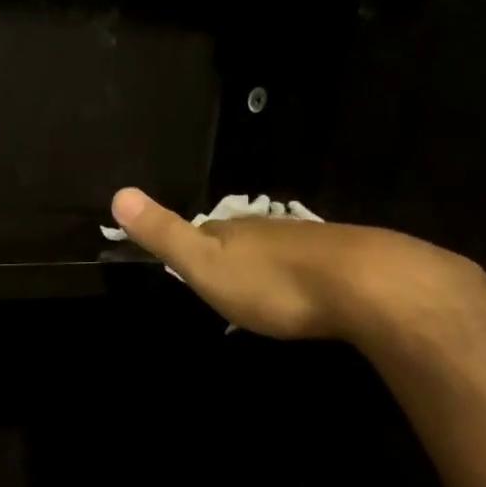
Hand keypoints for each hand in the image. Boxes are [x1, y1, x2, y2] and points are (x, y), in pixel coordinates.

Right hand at [108, 186, 472, 340]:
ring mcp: (312, 242)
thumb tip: (118, 193)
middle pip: (243, 238)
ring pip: (279, 250)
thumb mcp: (204, 263)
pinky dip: (303, 277)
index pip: (204, 228)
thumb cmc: (273, 281)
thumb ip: (164, 233)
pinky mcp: (348, 261)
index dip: (192, 241)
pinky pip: (314, 265)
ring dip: (269, 266)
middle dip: (233, 254)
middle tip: (225, 280)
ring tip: (263, 290)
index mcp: (234, 230)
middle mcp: (271, 229)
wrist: (366, 285)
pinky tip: (308, 293)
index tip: (185, 259)